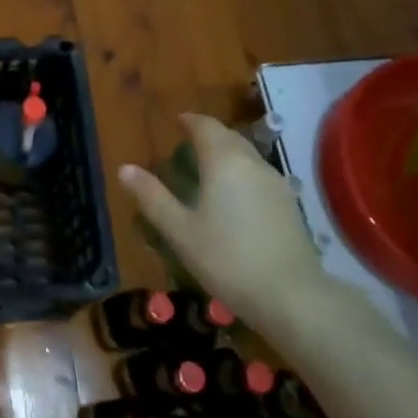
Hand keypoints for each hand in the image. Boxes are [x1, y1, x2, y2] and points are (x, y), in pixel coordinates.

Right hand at [116, 113, 327, 342]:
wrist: (292, 297)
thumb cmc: (227, 259)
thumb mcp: (180, 231)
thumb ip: (152, 197)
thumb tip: (125, 168)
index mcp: (223, 162)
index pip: (206, 126)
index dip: (190, 121)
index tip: (177, 121)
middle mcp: (252, 163)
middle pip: (229, 137)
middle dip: (209, 134)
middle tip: (188, 142)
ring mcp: (275, 183)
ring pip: (247, 155)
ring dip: (227, 153)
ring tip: (208, 168)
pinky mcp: (289, 205)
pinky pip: (259, 175)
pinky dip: (242, 172)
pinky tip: (234, 196)